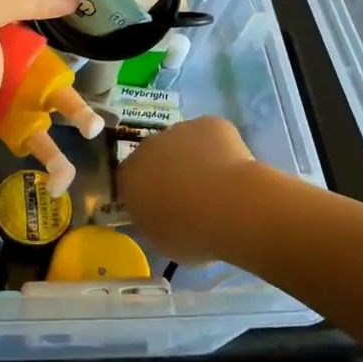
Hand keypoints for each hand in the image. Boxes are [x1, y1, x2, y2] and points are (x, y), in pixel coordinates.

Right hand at [118, 116, 257, 261]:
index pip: (129, 180)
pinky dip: (219, 148)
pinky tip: (233, 171)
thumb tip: (157, 212)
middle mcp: (148, 146)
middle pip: (155, 156)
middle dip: (169, 171)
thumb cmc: (191, 232)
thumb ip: (151, 220)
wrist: (231, 206)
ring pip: (183, 143)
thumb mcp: (160, 239)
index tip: (163, 207)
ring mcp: (179, 129)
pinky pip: (211, 135)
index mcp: (129, 176)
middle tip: (191, 196)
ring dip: (194, 158)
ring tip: (217, 185)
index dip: (147, 192)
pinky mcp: (209, 122)